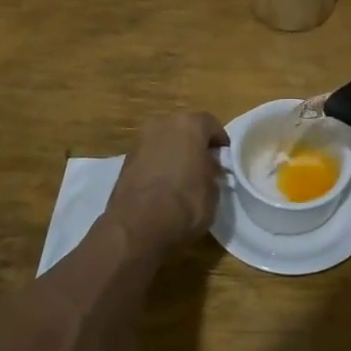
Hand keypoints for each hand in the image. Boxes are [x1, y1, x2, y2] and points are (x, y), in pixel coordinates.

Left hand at [106, 112, 228, 254]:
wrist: (138, 225)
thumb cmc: (186, 203)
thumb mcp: (213, 190)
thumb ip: (212, 171)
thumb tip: (207, 169)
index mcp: (189, 125)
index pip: (211, 124)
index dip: (220, 142)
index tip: (224, 159)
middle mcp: (163, 124)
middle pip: (185, 129)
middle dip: (194, 145)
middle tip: (203, 166)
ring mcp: (141, 141)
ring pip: (164, 141)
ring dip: (174, 154)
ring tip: (182, 178)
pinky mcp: (125, 160)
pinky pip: (149, 157)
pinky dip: (157, 165)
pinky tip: (163, 186)